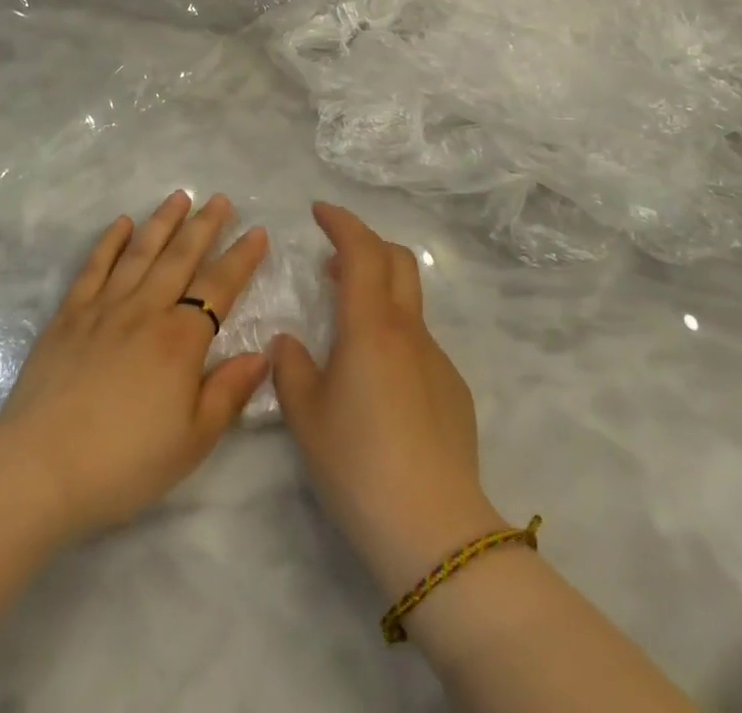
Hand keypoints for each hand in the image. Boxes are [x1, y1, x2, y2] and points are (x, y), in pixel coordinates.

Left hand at [0, 191, 269, 538]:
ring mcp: (103, 307)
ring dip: (162, 222)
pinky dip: (109, 241)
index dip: (240, 258)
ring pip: (140, 252)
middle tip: (220, 199)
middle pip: (180, 258)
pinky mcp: (69, 315)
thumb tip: (261, 353)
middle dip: (204, 226)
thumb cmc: (124, 462)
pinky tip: (121, 223)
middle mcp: (145, 310)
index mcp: (180, 340)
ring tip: (180, 197)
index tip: (257, 231)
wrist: (41, 467)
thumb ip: (228, 392)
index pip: (219, 287)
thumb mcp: (192, 441)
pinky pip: (94, 266)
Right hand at [271, 203, 504, 597]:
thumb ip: (290, 368)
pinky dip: (394, 335)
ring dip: (378, 291)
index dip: (341, 222)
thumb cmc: (358, 464)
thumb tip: (288, 343)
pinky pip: (420, 343)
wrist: (434, 529)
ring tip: (347, 321)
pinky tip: (378, 383)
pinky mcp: (453, 390)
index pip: (361, 250)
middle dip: (365, 244)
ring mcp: (437, 359)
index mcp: (370, 325)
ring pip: (409, 303)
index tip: (319, 211)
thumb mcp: (305, 416)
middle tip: (332, 258)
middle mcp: (408, 330)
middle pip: (396, 260)